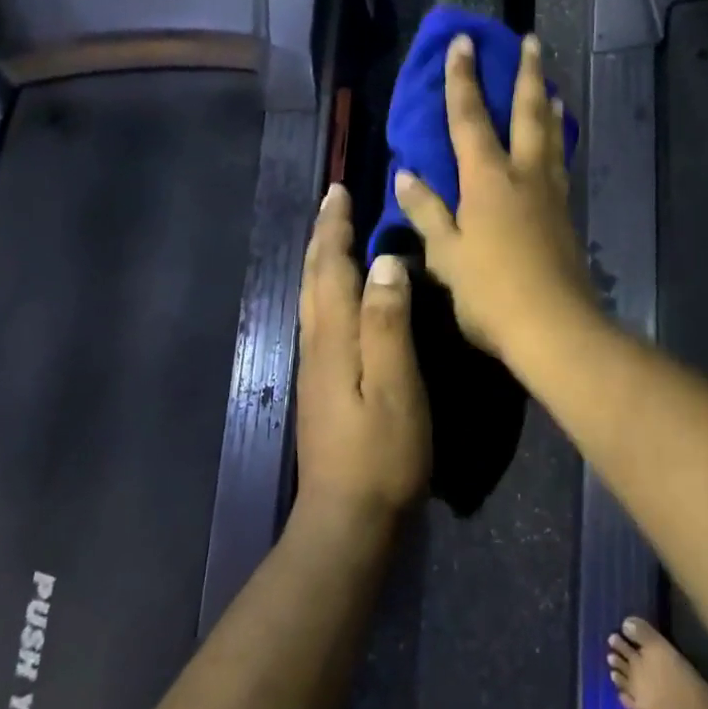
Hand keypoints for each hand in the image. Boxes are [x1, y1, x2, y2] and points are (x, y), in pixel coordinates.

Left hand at [296, 184, 430, 516]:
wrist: (348, 518)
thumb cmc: (382, 452)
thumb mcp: (396, 386)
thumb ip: (388, 322)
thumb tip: (386, 261)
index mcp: (334, 338)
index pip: (330, 268)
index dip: (334, 228)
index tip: (339, 190)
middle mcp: (317, 345)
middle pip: (313, 278)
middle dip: (322, 236)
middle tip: (333, 202)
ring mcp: (315, 368)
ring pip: (312, 298)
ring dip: (319, 259)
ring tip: (333, 236)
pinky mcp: (322, 385)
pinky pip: (320, 317)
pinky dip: (325, 288)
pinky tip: (338, 296)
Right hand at [394, 32, 595, 359]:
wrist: (554, 327)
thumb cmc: (490, 292)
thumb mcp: (446, 254)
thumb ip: (427, 211)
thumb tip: (406, 174)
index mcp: (487, 179)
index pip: (469, 117)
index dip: (462, 78)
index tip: (463, 42)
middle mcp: (524, 175)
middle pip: (527, 113)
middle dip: (526, 74)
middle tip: (531, 41)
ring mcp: (550, 194)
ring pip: (551, 136)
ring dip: (549, 105)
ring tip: (551, 86)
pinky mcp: (566, 215)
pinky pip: (560, 163)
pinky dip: (558, 142)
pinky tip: (557, 146)